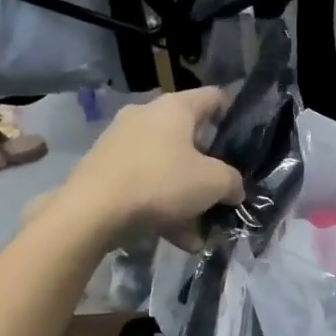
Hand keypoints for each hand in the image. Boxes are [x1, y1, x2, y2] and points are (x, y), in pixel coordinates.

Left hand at [48, 88, 245, 240]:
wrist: (92, 210)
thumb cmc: (161, 182)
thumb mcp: (213, 183)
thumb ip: (232, 182)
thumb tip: (234, 188)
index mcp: (175, 108)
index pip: (214, 97)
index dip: (232, 114)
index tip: (244, 139)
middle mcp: (146, 115)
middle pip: (188, 137)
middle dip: (207, 167)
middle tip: (222, 190)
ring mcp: (121, 142)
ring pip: (165, 167)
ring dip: (185, 196)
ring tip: (200, 230)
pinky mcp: (104, 169)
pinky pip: (144, 185)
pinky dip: (161, 207)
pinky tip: (176, 238)